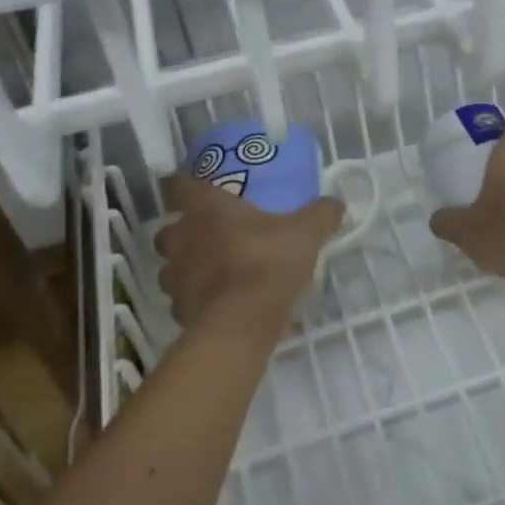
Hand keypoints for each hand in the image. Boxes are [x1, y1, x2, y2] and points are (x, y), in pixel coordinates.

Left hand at [155, 172, 344, 339]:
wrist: (243, 322)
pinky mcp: (179, 309)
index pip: (177, 185)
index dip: (179, 182)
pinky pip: (181, 299)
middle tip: (206, 232)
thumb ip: (321, 214)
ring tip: (211, 270)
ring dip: (184, 265)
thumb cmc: (268, 262)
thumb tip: (337, 202)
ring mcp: (176, 275)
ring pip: (170, 265)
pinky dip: (194, 298)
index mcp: (206, 208)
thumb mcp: (306, 233)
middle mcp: (183, 237)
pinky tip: (216, 302)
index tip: (190, 183)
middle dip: (181, 229)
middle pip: (167, 228)